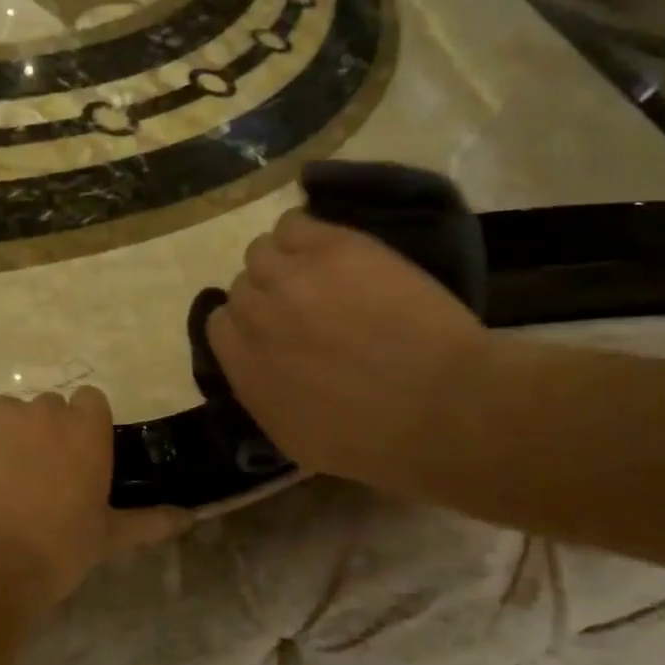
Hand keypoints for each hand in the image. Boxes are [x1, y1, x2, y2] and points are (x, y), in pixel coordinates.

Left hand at [0, 388, 187, 611]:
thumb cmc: (54, 553)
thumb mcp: (106, 538)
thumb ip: (149, 521)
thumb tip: (191, 517)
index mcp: (86, 429)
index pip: (89, 403)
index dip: (80, 429)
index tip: (72, 460)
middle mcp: (44, 409)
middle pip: (45, 409)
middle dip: (41, 435)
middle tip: (31, 480)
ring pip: (4, 415)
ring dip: (2, 438)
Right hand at [206, 209, 492, 496]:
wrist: (445, 407)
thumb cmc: (377, 442)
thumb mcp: (297, 440)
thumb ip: (262, 394)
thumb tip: (257, 363)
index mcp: (244, 368)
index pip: (220, 325)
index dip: (248, 326)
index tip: (276, 333)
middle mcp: (256, 317)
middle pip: (242, 286)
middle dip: (269, 297)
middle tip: (306, 307)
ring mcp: (292, 279)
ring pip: (262, 251)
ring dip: (284, 263)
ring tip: (321, 276)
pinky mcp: (332, 249)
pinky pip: (294, 222)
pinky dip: (304, 234)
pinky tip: (334, 253)